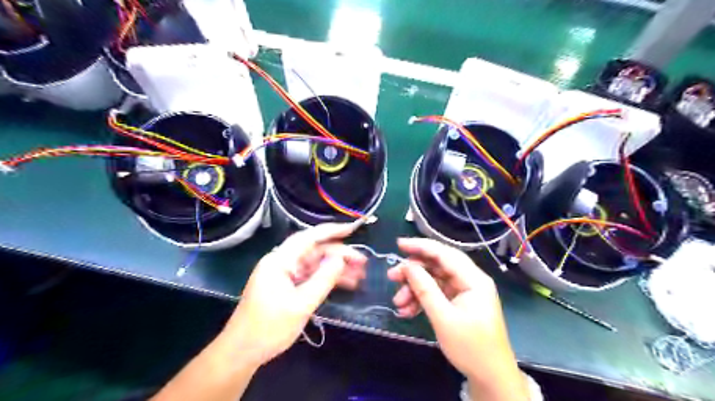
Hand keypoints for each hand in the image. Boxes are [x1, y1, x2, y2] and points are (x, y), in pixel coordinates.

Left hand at [220, 223, 368, 367]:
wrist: (242, 352)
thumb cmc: (269, 328)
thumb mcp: (301, 304)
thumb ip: (323, 279)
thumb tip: (341, 258)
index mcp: (280, 260)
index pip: (309, 237)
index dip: (332, 231)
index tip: (354, 229)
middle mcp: (282, 263)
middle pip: (315, 251)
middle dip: (340, 254)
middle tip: (363, 261)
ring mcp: (285, 275)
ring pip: (315, 264)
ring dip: (336, 268)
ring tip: (360, 274)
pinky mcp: (288, 287)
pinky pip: (311, 277)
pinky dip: (327, 279)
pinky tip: (346, 283)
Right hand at [386, 240, 530, 398]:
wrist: (490, 377)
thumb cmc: (471, 347)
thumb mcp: (443, 318)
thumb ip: (425, 289)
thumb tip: (407, 266)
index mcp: (474, 279)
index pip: (445, 253)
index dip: (421, 246)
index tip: (399, 244)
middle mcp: (470, 280)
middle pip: (437, 266)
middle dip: (413, 272)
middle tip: (391, 277)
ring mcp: (464, 292)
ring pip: (434, 281)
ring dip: (414, 289)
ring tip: (398, 303)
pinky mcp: (458, 302)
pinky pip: (436, 294)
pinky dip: (421, 300)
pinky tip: (406, 311)